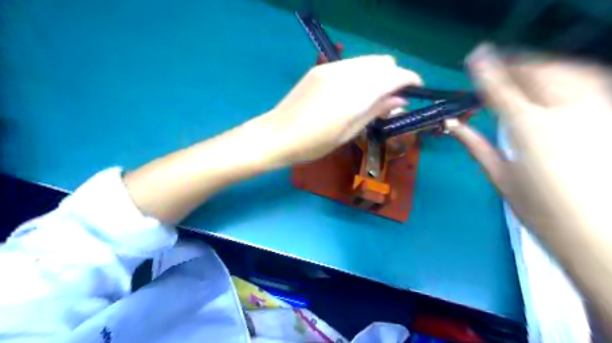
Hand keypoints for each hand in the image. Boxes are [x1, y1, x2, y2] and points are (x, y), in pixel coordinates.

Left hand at [248, 55, 421, 165]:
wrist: (276, 135)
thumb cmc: (313, 144)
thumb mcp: (348, 134)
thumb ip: (375, 112)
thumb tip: (400, 100)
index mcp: (354, 97)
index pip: (393, 76)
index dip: (409, 79)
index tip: (415, 89)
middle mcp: (345, 76)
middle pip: (383, 62)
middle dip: (393, 76)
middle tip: (391, 97)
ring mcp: (330, 69)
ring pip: (367, 60)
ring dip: (377, 73)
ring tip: (373, 94)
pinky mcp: (319, 69)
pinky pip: (350, 64)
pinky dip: (361, 72)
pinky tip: (353, 90)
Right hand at [446, 42, 611, 230]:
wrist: (598, 233)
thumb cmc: (539, 209)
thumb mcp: (500, 176)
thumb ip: (476, 144)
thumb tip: (452, 125)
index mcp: (528, 129)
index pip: (502, 88)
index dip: (486, 69)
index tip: (475, 55)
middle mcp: (565, 112)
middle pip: (537, 71)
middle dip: (513, 63)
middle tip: (497, 65)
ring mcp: (596, 110)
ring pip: (567, 70)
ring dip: (540, 65)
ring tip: (523, 70)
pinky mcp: (611, 116)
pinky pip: (591, 81)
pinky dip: (568, 74)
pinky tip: (556, 82)